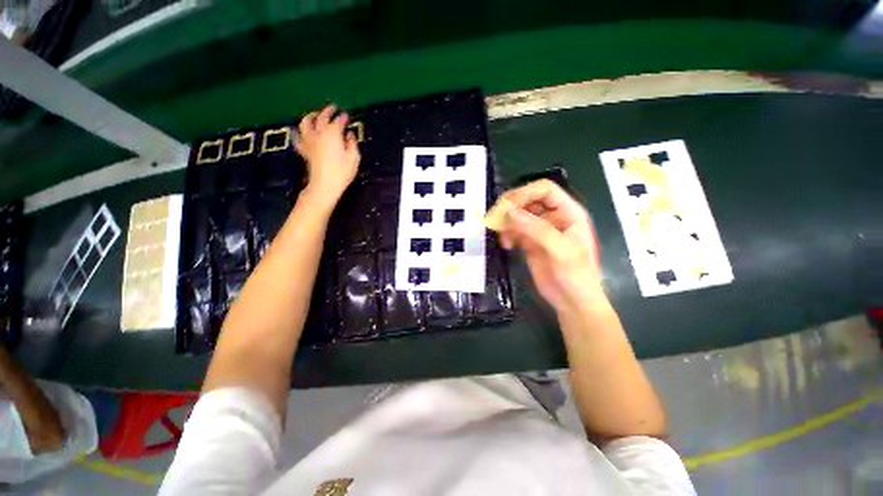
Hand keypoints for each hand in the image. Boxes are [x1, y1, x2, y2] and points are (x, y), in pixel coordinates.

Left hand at [295, 105, 360, 202]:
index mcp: (332, 133)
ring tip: (315, 115)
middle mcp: (319, 133)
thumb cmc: (342, 172)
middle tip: (332, 109)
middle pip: (321, 117)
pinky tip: (302, 133)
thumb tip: (349, 134)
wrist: (325, 185)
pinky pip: (299, 138)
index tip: (347, 116)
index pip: (338, 121)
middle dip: (327, 111)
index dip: (343, 117)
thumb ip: (352, 143)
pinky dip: (300, 133)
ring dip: (310, 117)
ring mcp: (309, 141)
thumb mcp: (354, 158)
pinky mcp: (304, 150)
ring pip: (305, 123)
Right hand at [497, 180, 605, 313]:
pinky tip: (507, 245)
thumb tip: (508, 211)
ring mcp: (541, 230)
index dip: (525, 193)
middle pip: (528, 200)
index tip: (507, 207)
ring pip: (519, 215)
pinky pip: (515, 230)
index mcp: (568, 212)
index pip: (544, 190)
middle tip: (496, 219)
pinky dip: (507, 234)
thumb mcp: (561, 250)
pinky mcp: (530, 243)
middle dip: (512, 207)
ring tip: (502, 237)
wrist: (573, 303)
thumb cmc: (576, 276)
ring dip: (507, 222)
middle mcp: (554, 217)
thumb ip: (536, 229)